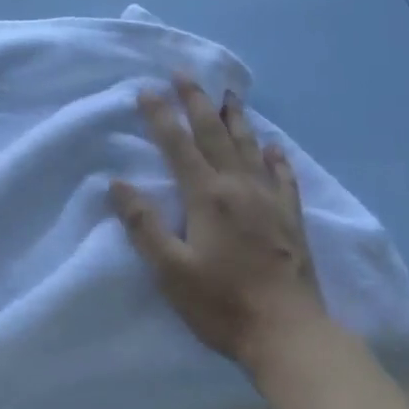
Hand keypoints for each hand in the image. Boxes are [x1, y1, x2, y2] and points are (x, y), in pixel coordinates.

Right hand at [110, 76, 327, 370]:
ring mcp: (269, 201)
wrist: (290, 335)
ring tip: (229, 95)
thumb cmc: (222, 303)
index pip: (177, 145)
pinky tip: (273, 147)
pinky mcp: (291, 219)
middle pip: (214, 135)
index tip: (146, 89)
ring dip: (235, 119)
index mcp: (206, 196)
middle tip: (185, 73)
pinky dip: (275, 157)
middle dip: (196, 102)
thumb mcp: (170, 270)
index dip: (160, 115)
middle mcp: (238, 187)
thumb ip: (144, 224)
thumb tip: (118, 183)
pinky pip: (283, 177)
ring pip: (249, 147)